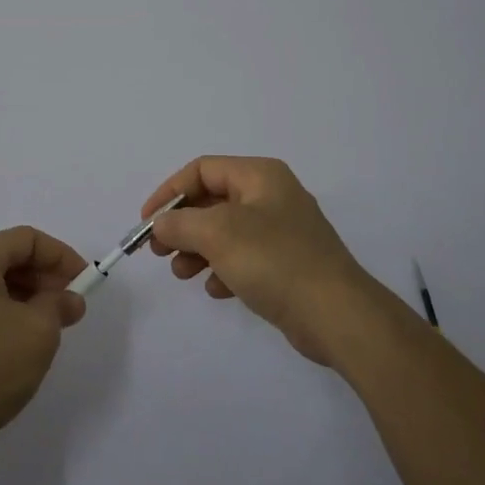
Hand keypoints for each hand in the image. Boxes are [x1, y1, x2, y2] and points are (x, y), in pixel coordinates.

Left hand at [0, 226, 89, 459]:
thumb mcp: (37, 332)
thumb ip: (59, 306)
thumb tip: (69, 300)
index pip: (26, 240)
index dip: (61, 257)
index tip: (85, 282)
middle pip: (5, 259)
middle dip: (42, 279)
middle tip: (69, 307)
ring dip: (23, 298)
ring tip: (47, 327)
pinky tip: (15, 342)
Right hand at [144, 156, 385, 365]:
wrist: (337, 315)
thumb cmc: (274, 260)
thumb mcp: (218, 233)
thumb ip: (180, 223)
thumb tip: (161, 224)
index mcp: (260, 175)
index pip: (202, 169)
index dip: (169, 191)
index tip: (147, 221)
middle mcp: (272, 196)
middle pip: (212, 201)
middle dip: (182, 224)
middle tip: (159, 250)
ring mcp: (282, 232)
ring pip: (225, 232)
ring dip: (197, 250)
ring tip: (182, 274)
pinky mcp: (287, 264)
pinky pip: (244, 258)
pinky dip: (223, 269)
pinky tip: (216, 290)